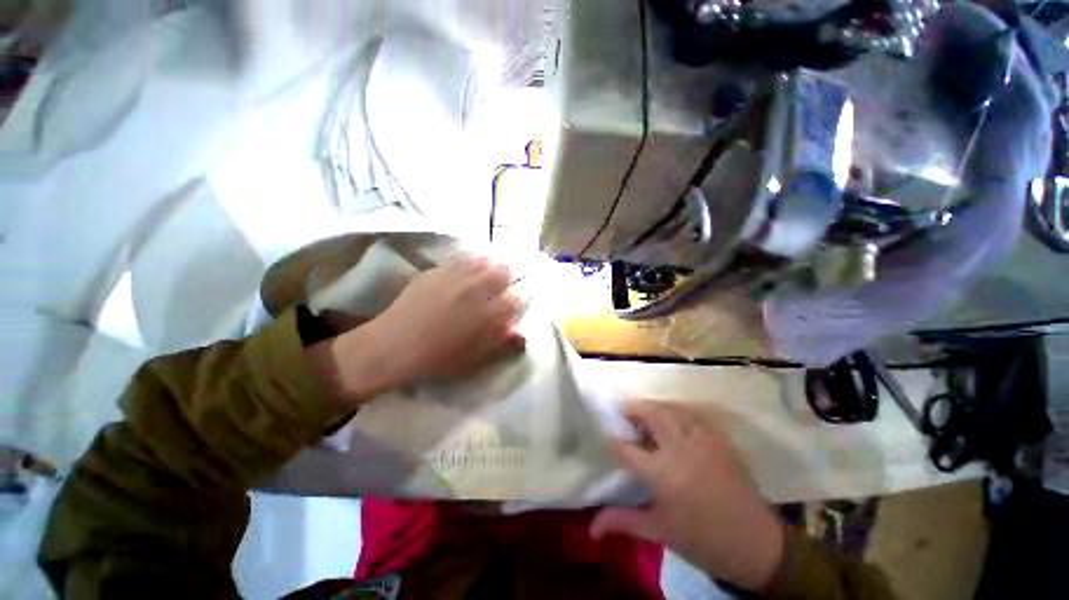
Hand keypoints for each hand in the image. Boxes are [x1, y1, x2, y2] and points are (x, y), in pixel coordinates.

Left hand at [316, 255, 524, 404]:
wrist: (395, 345)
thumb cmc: (438, 357)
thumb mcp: (474, 357)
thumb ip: (499, 341)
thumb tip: (520, 333)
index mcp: (488, 313)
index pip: (515, 300)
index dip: (513, 305)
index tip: (506, 311)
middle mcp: (476, 290)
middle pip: (503, 272)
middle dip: (504, 280)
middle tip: (496, 290)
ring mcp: (456, 277)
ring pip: (483, 261)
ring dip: (487, 268)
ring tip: (480, 278)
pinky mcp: (437, 270)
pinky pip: (460, 259)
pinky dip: (467, 264)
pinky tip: (462, 273)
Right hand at [591, 401, 783, 592]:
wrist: (756, 545)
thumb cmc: (702, 541)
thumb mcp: (659, 531)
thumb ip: (623, 521)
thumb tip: (591, 527)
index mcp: (662, 473)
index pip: (625, 448)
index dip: (612, 443)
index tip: (608, 442)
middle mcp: (680, 449)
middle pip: (650, 414)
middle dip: (633, 409)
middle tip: (625, 414)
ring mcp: (703, 441)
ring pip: (672, 409)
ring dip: (655, 408)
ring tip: (647, 416)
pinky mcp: (720, 440)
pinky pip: (694, 414)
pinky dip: (679, 411)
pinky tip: (675, 420)